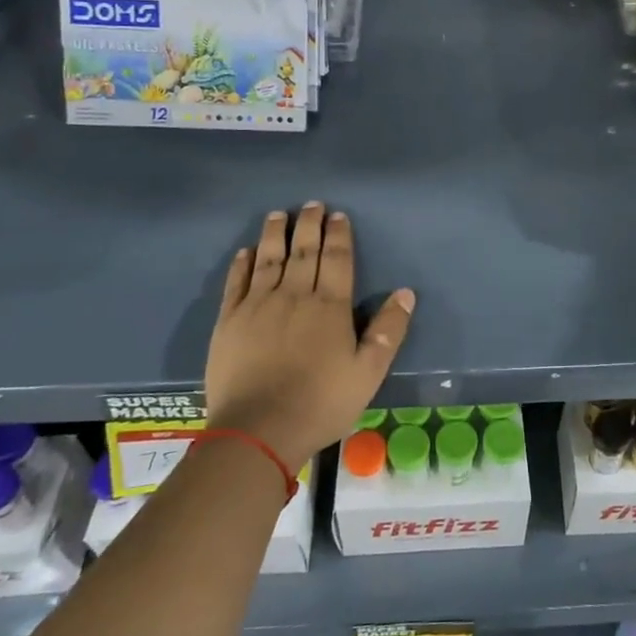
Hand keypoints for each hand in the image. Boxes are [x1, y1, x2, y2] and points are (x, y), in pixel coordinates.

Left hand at [203, 204, 414, 473]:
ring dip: (276, 234)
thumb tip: (406, 292)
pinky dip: (242, 263)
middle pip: (304, 251)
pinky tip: (246, 251)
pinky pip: (237, 283)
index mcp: (330, 306)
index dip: (339, 235)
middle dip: (310, 225)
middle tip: (313, 204)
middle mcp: (294, 295)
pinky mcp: (229, 321)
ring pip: (269, 259)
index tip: (338, 215)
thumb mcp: (368, 373)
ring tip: (280, 214)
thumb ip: (388, 331)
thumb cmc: (320, 403)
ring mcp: (258, 306)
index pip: (337, 259)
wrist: (257, 431)